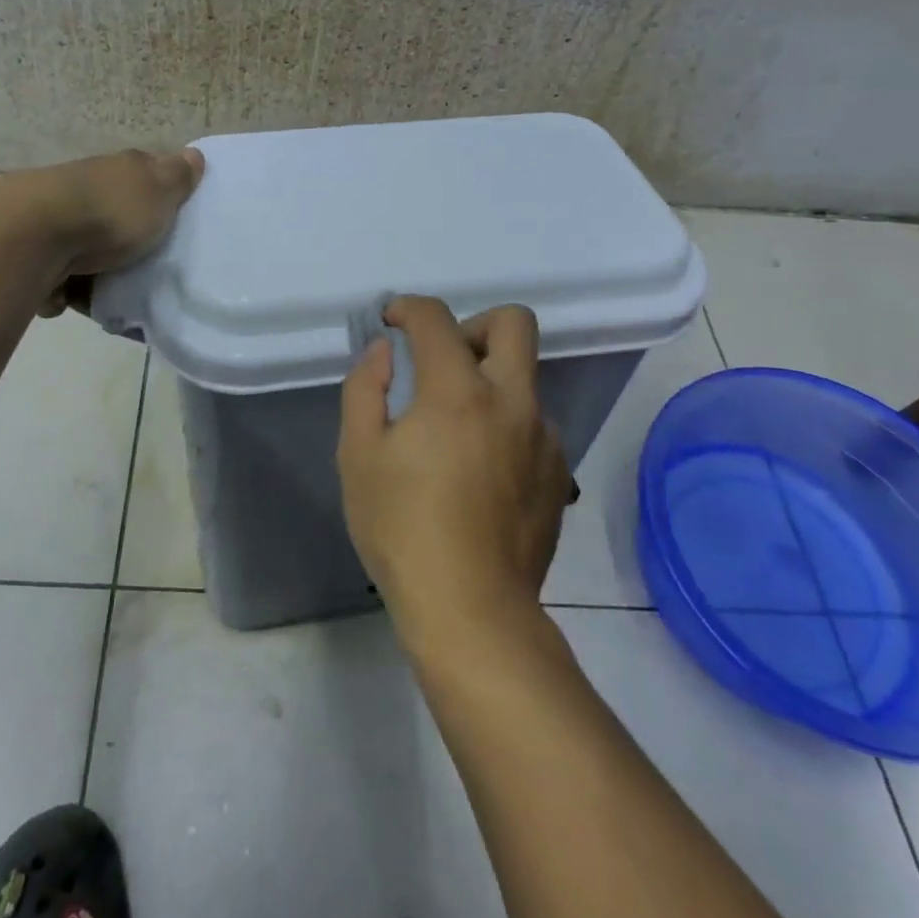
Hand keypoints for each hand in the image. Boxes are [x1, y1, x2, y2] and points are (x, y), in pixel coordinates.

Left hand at [15, 147, 204, 315]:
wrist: (34, 235)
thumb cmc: (109, 212)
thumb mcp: (158, 192)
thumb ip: (177, 177)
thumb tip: (193, 153)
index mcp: (118, 170)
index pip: (144, 174)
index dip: (158, 194)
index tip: (170, 219)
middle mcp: (85, 186)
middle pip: (112, 210)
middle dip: (124, 235)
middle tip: (144, 263)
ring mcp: (55, 215)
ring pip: (84, 242)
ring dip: (95, 265)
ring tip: (111, 290)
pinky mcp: (32, 248)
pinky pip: (58, 272)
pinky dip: (66, 286)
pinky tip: (75, 297)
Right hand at [337, 297, 572, 651]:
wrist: (470, 609)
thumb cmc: (402, 528)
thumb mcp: (358, 455)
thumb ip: (366, 388)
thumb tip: (385, 351)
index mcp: (458, 392)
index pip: (436, 319)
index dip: (408, 308)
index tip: (391, 321)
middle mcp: (512, 402)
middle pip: (514, 323)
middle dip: (473, 324)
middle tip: (442, 358)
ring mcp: (544, 438)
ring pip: (526, 379)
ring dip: (490, 382)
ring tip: (455, 430)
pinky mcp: (560, 474)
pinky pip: (535, 425)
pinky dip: (506, 425)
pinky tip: (481, 470)